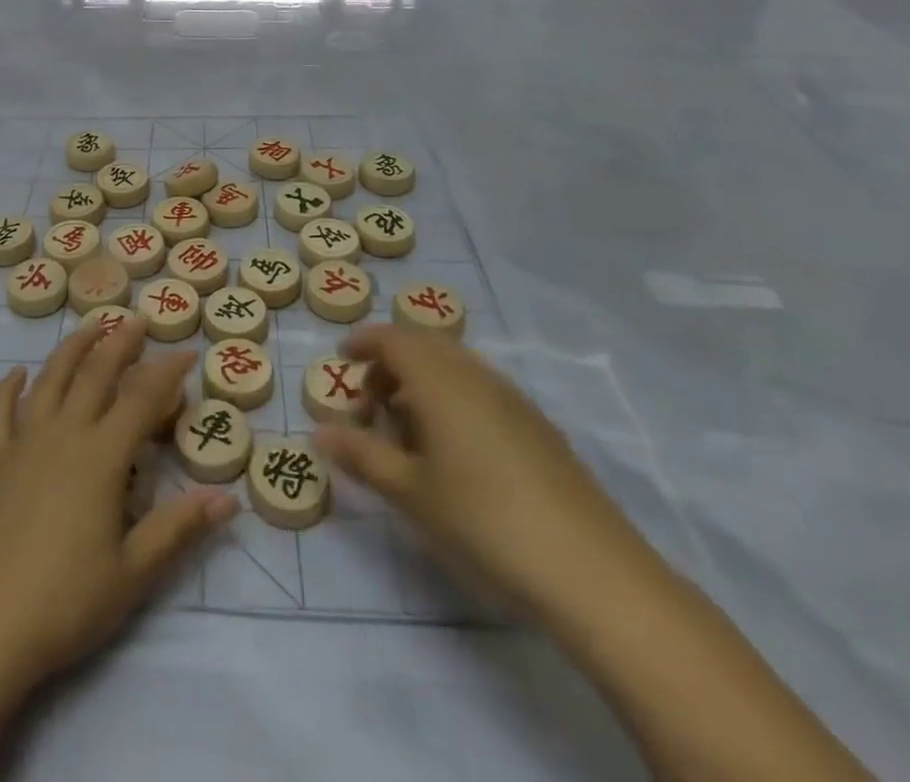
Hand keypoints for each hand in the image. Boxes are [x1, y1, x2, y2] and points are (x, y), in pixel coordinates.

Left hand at [0, 319, 238, 711]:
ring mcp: (23, 445)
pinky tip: (17, 375)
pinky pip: (0, 413)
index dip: (166, 372)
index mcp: (102, 457)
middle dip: (120, 342)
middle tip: (138, 319)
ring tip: (90, 326)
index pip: (142, 399)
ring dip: (72, 348)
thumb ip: (180, 528)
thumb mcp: (134, 573)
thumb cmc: (66, 602)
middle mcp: (64, 435)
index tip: (186, 354)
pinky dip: (8, 388)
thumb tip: (229, 499)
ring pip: (50, 379)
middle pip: (95, 373)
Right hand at [313, 326, 655, 623]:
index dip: (364, 342)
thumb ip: (361, 455)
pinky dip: (452, 399)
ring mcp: (513, 398)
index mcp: (440, 380)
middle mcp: (476, 375)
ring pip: (455, 367)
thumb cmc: (483, 521)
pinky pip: (480, 390)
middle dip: (390, 364)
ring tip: (407, 432)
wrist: (591, 571)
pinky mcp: (537, 426)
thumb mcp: (410, 492)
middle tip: (369, 404)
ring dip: (422, 383)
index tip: (341, 358)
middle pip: (425, 345)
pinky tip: (453, 451)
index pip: (393, 338)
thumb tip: (318, 433)